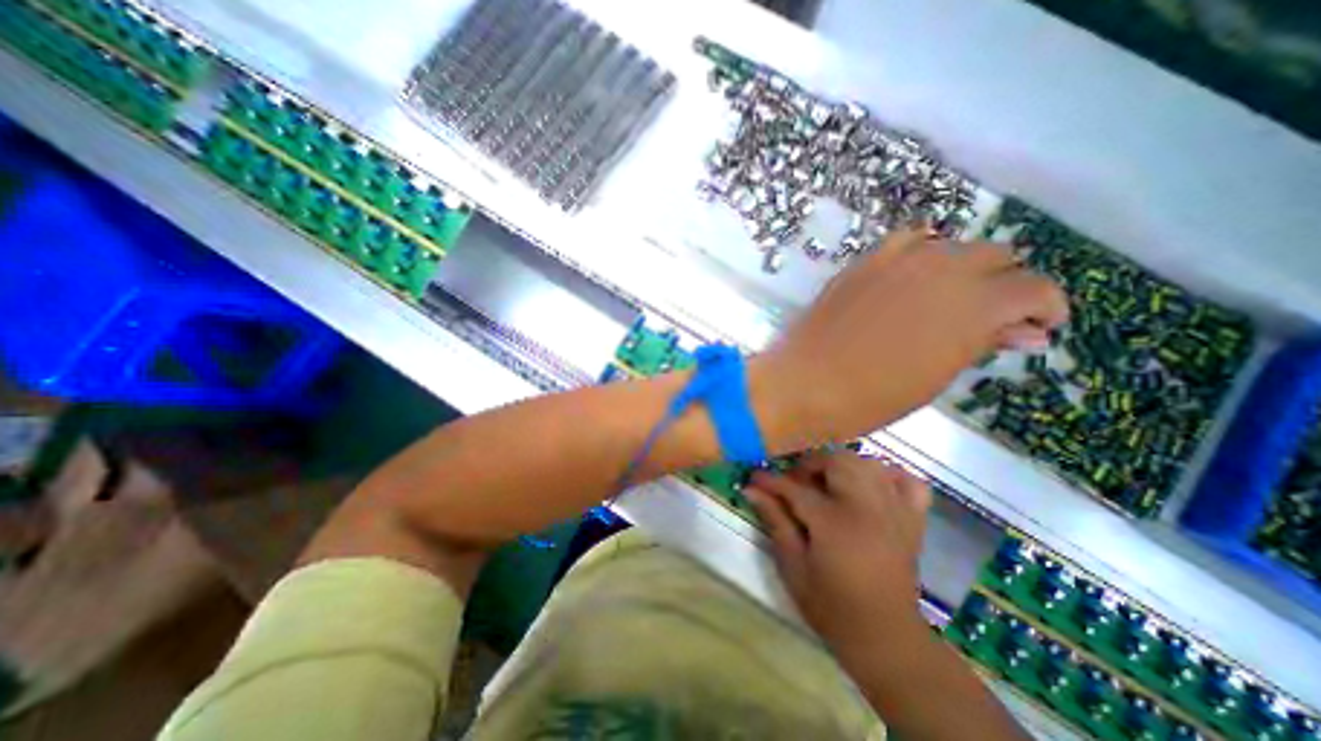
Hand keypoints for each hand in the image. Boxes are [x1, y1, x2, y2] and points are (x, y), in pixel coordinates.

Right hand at [740, 445, 925, 646]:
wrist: (886, 639)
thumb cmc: (831, 606)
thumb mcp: (793, 567)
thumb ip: (775, 521)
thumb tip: (752, 490)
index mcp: (834, 522)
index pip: (795, 488)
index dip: (771, 480)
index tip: (754, 478)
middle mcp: (867, 507)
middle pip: (837, 461)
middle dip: (810, 466)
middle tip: (795, 483)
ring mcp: (895, 512)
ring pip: (868, 463)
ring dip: (842, 466)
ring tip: (827, 483)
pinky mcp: (913, 521)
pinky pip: (909, 482)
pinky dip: (889, 476)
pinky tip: (871, 486)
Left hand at [747, 227, 1066, 443]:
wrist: (804, 383)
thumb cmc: (870, 398)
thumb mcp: (936, 380)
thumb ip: (981, 344)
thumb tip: (1025, 330)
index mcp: (972, 306)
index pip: (1033, 287)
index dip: (1044, 307)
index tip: (1036, 326)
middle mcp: (941, 270)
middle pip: (996, 256)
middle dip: (1005, 284)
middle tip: (991, 316)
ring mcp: (897, 261)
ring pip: (952, 245)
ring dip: (963, 267)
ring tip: (949, 297)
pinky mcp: (863, 263)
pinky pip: (906, 242)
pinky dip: (921, 253)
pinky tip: (914, 276)